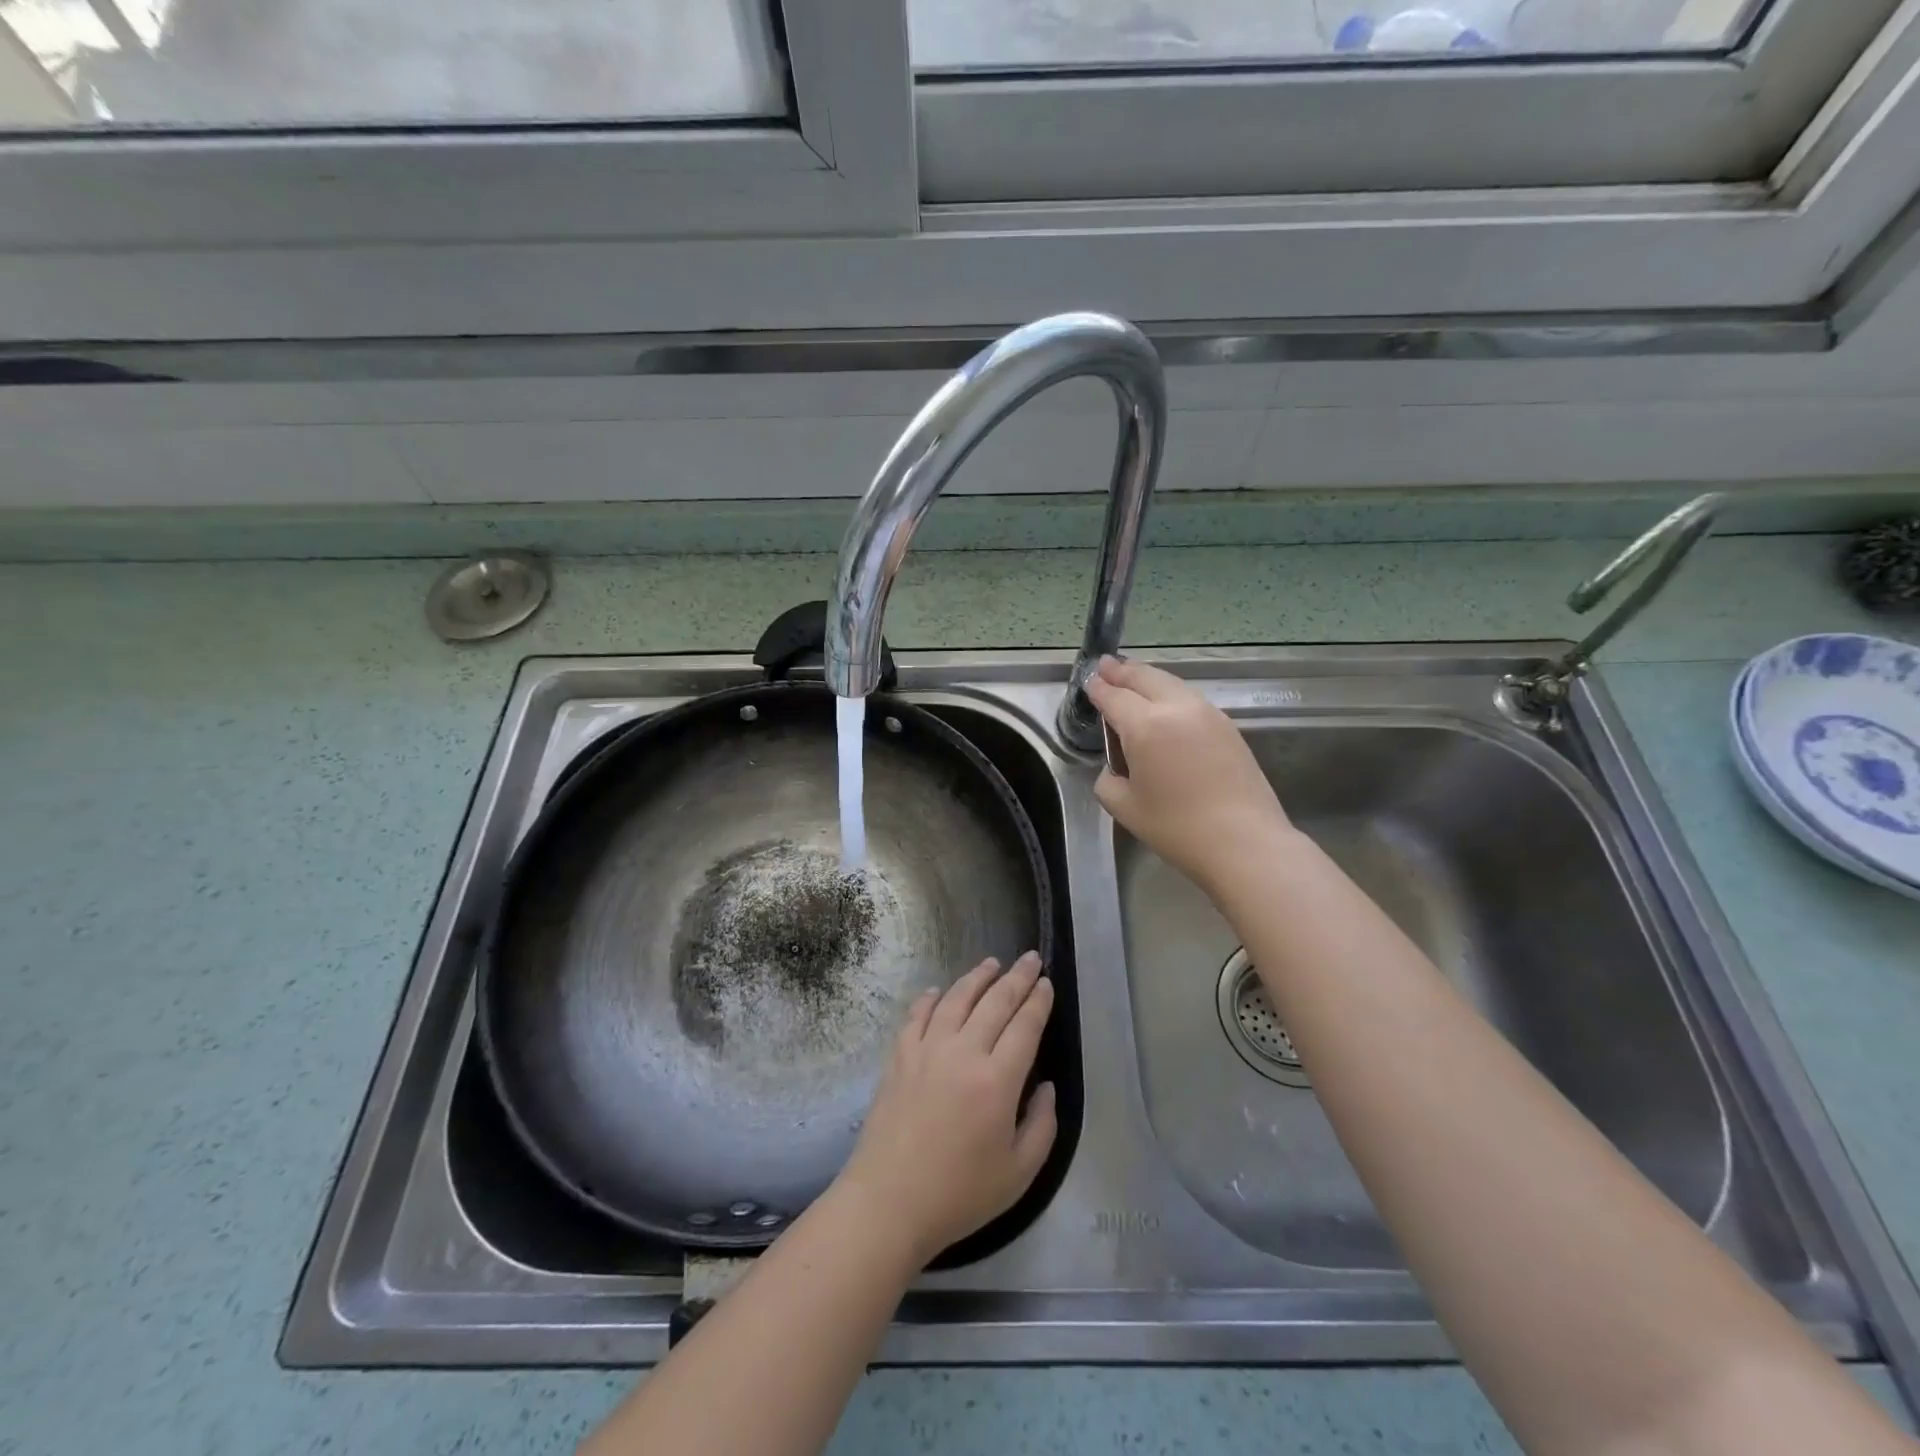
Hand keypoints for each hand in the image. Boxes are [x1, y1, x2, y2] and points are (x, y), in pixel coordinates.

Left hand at [836, 953, 1056, 1266]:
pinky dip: (932, 997)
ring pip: (957, 998)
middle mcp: (963, 1053)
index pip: (1025, 1026)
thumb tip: (1045, 1086)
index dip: (1039, 1001)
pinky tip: (940, 991)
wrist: (888, 1201)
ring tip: (992, 963)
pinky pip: (918, 1014)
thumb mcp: (1019, 1173)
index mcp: (997, 1081)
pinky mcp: (899, 1056)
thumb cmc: (959, 1194)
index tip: (1047, 983)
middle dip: (1017, 977)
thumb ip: (1042, 1125)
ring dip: (977, 977)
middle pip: (995, 1002)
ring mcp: (927, 1050)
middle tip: (1031, 958)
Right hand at [1085, 656, 1293, 893]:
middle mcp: (1176, 708)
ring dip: (1148, 678)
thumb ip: (1108, 780)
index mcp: (1145, 726)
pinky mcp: (1227, 726)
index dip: (1098, 688)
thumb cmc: (1177, 828)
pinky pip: (1190, 698)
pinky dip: (1170, 693)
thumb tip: (1116, 768)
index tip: (1088, 681)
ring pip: (1171, 683)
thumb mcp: (1125, 808)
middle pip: (1144, 677)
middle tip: (1106, 666)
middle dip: (1122, 671)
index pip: (1114, 696)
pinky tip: (1165, 704)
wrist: (1244, 842)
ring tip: (1133, 678)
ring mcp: (1207, 713)